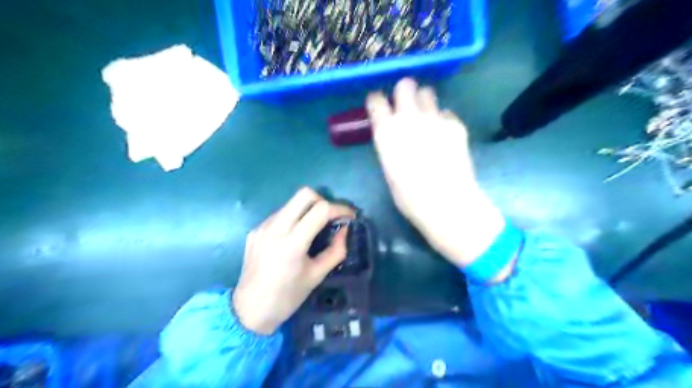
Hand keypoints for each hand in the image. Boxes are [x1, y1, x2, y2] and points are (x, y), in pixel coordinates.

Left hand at [233, 188, 353, 332]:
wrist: (249, 310)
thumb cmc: (287, 297)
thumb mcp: (316, 276)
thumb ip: (335, 250)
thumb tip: (344, 230)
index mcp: (292, 243)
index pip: (321, 210)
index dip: (341, 208)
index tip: (350, 216)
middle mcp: (275, 228)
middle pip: (304, 194)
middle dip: (323, 201)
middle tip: (331, 218)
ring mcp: (262, 226)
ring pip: (291, 203)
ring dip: (308, 209)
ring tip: (314, 228)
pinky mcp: (255, 230)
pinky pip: (280, 214)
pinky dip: (293, 219)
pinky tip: (294, 237)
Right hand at [367, 77, 507, 270]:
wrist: (446, 202)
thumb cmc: (409, 196)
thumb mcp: (389, 169)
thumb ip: (390, 146)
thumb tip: (395, 136)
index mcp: (386, 131)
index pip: (376, 100)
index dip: (377, 101)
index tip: (379, 106)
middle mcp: (408, 117)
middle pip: (405, 85)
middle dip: (404, 92)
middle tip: (406, 106)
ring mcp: (434, 117)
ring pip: (428, 92)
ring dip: (424, 101)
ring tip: (427, 118)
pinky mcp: (455, 124)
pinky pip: (446, 113)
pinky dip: (443, 120)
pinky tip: (445, 136)